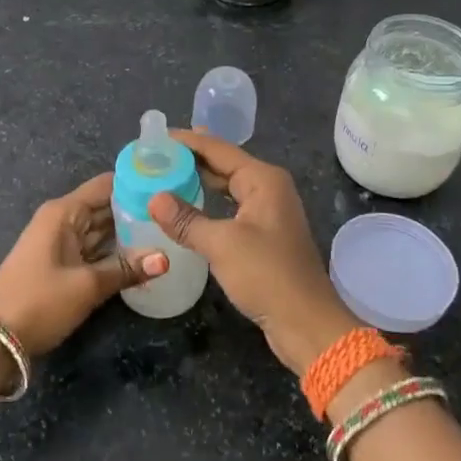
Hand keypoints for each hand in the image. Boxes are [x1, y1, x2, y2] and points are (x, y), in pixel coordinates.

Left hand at [0, 173, 167, 357]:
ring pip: (100, 229)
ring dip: (128, 232)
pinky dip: (114, 252)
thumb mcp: (87, 286)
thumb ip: (127, 269)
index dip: (136, 183)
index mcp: (64, 212)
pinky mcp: (60, 265)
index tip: (170, 185)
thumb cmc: (38, 301)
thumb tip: (166, 258)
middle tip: (175, 213)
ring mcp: (60, 243)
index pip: (106, 185)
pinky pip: (93, 249)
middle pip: (105, 206)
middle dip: (137, 209)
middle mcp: (62, 220)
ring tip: (167, 231)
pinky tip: (141, 256)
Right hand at [148, 130, 356, 374]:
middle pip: (224, 164)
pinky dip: (208, 204)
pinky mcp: (264, 235)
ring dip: (199, 182)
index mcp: (263, 179)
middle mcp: (268, 188)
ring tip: (165, 175)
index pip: (219, 149)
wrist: (306, 323)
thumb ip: (186, 219)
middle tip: (154, 155)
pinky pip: (230, 208)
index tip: (156, 137)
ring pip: (227, 187)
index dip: (188, 142)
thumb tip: (154, 198)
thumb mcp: (222, 244)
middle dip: (191, 159)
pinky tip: (187, 208)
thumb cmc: (267, 275)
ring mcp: (268, 212)